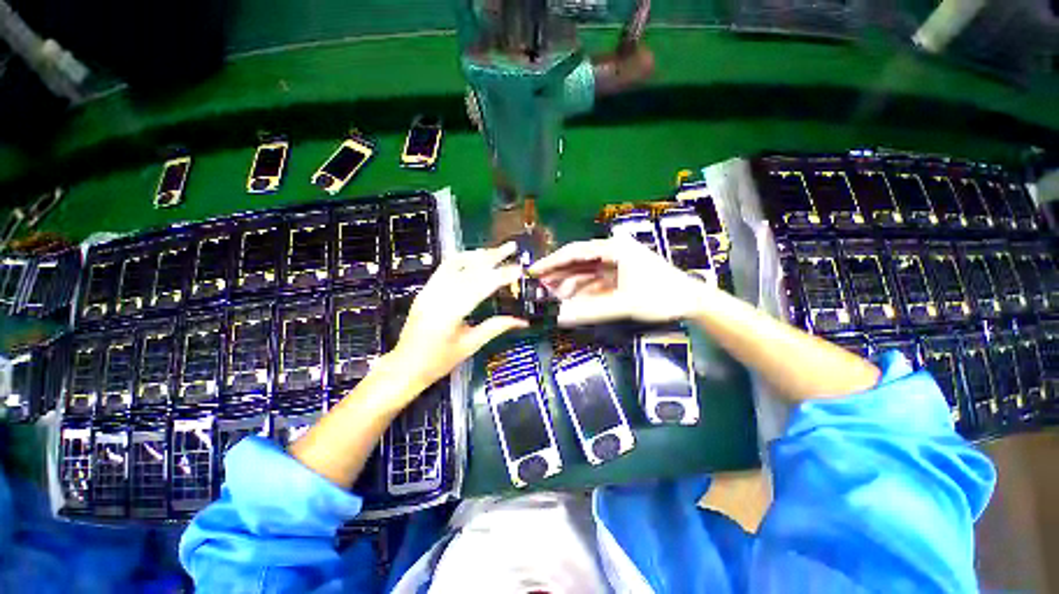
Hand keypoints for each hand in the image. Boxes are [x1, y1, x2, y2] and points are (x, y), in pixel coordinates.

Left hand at [391, 242, 527, 388]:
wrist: (405, 366)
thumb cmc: (438, 361)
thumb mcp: (470, 345)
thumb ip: (496, 327)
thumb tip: (522, 321)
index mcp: (450, 312)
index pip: (481, 286)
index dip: (502, 275)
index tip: (519, 268)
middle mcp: (438, 295)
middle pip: (468, 268)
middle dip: (492, 256)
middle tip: (511, 246)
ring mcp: (429, 290)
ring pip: (455, 263)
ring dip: (477, 254)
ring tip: (496, 250)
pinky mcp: (425, 289)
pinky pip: (444, 267)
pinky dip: (462, 259)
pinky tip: (474, 258)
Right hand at [529, 235, 709, 325]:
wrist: (692, 301)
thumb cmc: (661, 296)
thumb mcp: (624, 304)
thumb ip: (590, 311)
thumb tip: (560, 317)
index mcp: (613, 249)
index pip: (575, 252)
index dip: (552, 262)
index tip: (534, 271)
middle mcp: (611, 252)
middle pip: (577, 261)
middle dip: (557, 274)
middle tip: (537, 286)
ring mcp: (615, 264)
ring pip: (584, 272)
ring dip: (568, 284)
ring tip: (549, 296)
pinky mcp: (618, 276)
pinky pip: (594, 281)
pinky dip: (581, 291)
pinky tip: (569, 300)